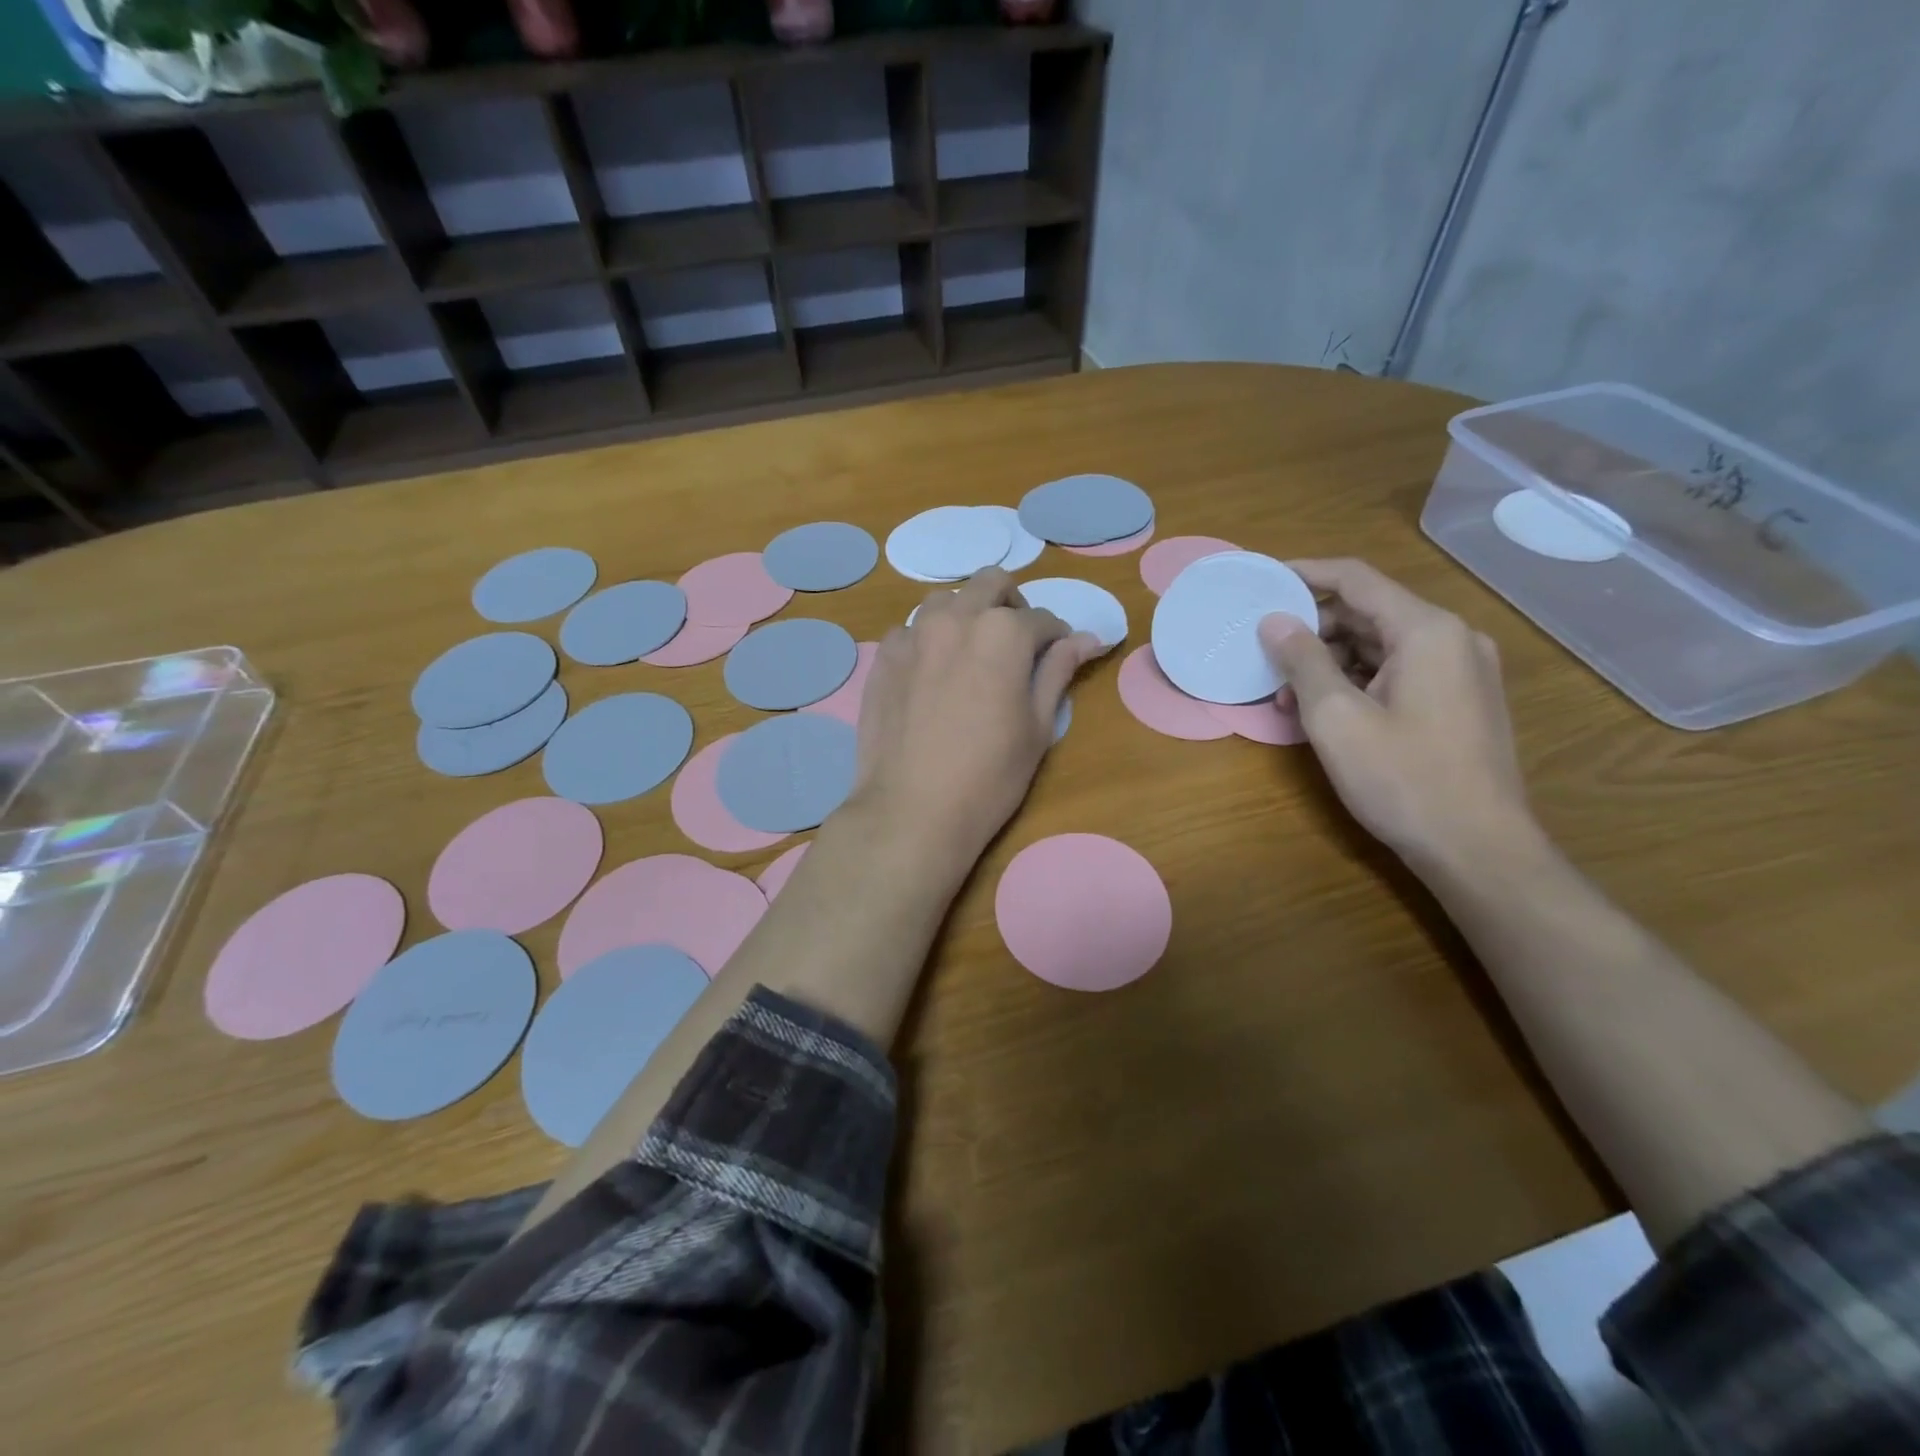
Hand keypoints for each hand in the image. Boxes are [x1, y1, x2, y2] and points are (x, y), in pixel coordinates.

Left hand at [848, 568, 1102, 878]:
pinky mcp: (883, 658)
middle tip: (1017, 642)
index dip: (1056, 638)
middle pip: (991, 584)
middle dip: (1011, 604)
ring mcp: (913, 635)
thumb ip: (1059, 671)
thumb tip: (1089, 638)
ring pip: (945, 600)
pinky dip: (927, 640)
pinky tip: (930, 674)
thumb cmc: (989, 775)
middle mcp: (956, 618)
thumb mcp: (1038, 726)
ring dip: (966, 613)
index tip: (1058, 657)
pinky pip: (909, 631)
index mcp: (1003, 632)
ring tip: (971, 652)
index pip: (1042, 620)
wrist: (912, 810)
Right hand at [1258, 559, 1539, 875]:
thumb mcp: (1336, 718)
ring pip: (1382, 645)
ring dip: (1330, 661)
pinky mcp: (1461, 700)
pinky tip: (1325, 711)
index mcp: (1426, 630)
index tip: (1262, 579)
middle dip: (1312, 629)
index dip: (1305, 574)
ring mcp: (1463, 671)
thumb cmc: (1402, 778)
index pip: (1356, 579)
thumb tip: (1274, 621)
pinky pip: (1399, 671)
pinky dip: (1358, 681)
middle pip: (1369, 612)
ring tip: (1286, 695)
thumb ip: (1302, 660)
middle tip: (1265, 653)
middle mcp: (1453, 638)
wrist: (1479, 849)